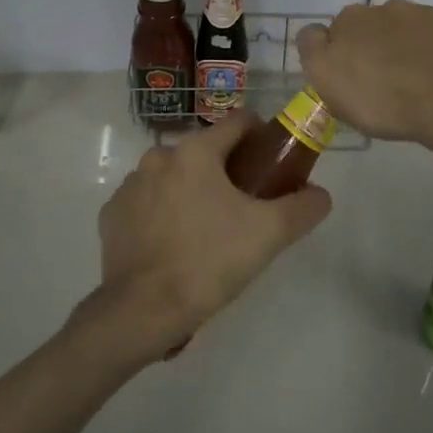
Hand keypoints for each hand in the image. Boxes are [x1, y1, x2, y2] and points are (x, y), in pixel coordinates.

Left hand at [79, 111, 332, 363]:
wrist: (142, 311)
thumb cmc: (209, 261)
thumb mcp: (268, 234)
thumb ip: (302, 207)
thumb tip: (321, 195)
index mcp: (196, 151)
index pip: (239, 122)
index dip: (262, 137)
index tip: (273, 163)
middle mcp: (158, 156)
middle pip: (206, 151)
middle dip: (228, 171)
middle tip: (247, 206)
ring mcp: (130, 185)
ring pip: (174, 176)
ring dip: (193, 191)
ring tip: (209, 230)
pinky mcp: (111, 215)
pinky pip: (147, 203)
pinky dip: (163, 214)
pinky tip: (175, 245)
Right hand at [295, 0, 432, 147]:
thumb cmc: (377, 96)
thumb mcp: (324, 77)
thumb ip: (312, 47)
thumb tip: (315, 32)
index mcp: (354, 18)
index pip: (338, 29)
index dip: (341, 54)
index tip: (348, 80)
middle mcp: (391, 8)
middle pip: (377, 26)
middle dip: (377, 46)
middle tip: (382, 82)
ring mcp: (431, 17)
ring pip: (414, 30)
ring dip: (411, 47)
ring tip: (415, 82)